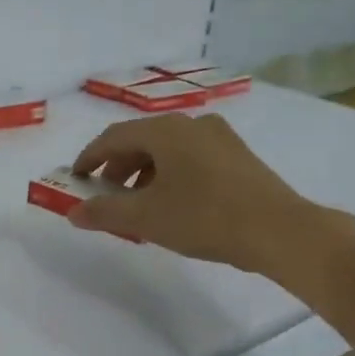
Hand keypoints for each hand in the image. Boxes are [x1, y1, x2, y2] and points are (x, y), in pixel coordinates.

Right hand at [69, 112, 344, 279]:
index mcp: (165, 131)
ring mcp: (220, 138)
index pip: (113, 137)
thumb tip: (73, 212)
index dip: (89, 158)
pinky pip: (190, 159)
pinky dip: (170, 176)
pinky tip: (173, 204)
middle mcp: (192, 124)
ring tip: (138, 205)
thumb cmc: (205, 217)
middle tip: (106, 196)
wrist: (280, 231)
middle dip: (117, 168)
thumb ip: (104, 212)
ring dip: (144, 173)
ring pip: (167, 150)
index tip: (75, 178)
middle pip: (141, 140)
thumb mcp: (146, 218)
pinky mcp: (239, 157)